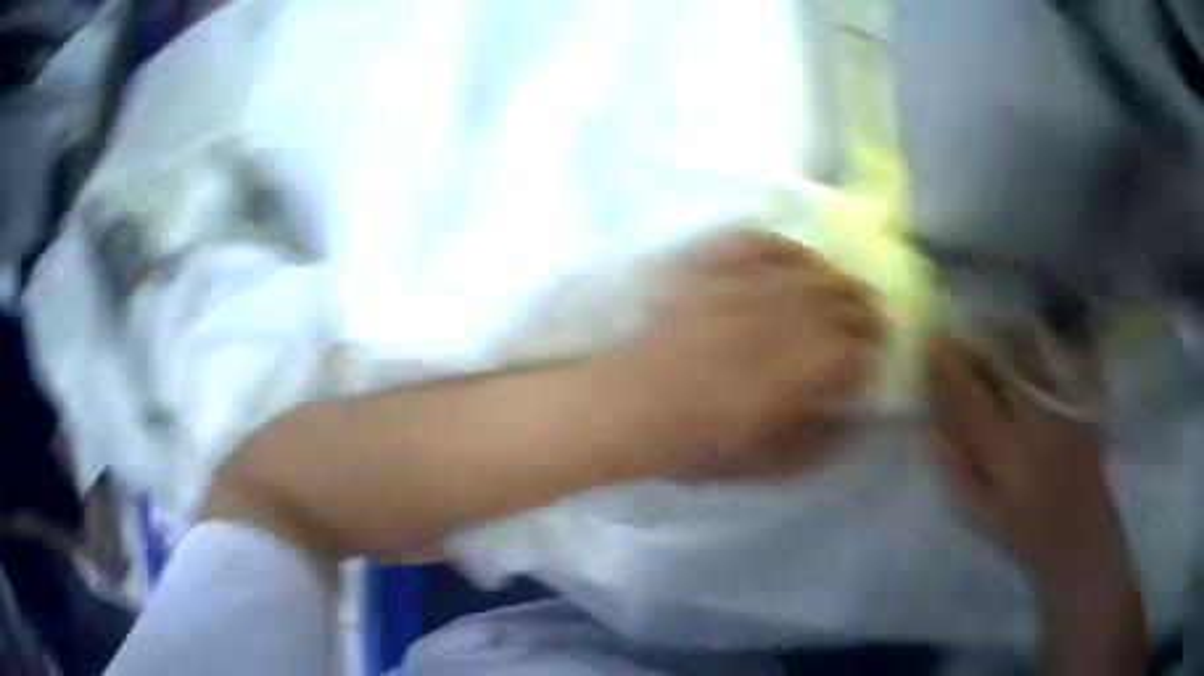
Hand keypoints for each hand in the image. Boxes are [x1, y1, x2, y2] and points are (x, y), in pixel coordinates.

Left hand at [615, 229, 882, 479]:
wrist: (625, 406)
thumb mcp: (763, 466)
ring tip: (847, 288)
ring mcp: (741, 288)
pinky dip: (787, 248)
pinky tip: (799, 259)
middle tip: (873, 321)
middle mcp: (775, 322)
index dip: (868, 359)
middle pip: (840, 306)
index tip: (868, 364)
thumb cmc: (693, 445)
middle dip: (864, 315)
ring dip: (838, 280)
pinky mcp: (710, 267)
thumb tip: (852, 419)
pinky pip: (760, 243)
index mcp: (792, 376)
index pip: (852, 355)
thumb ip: (818, 444)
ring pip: (809, 271)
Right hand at [927, 333, 1134, 594]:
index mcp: (1010, 454)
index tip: (933, 341)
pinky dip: (1046, 343)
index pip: (973, 401)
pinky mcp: (1083, 403)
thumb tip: (935, 433)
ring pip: (1034, 356)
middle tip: (961, 326)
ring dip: (1010, 336)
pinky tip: (1034, 334)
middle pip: (1005, 366)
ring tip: (993, 325)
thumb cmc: (1031, 536)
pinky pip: (1062, 361)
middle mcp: (1039, 420)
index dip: (950, 369)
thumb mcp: (988, 517)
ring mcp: (1065, 407)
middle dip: (980, 342)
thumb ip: (962, 473)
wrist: (1084, 538)